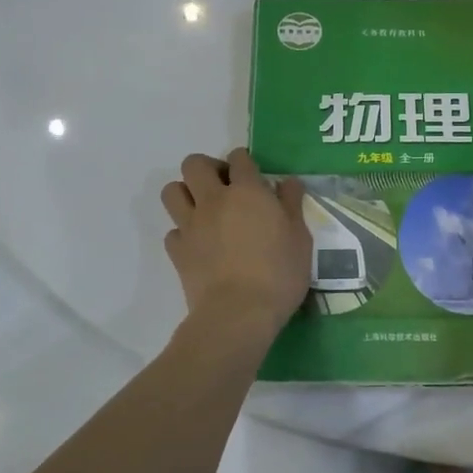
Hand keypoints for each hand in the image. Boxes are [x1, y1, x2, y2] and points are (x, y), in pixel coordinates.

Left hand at [161, 149, 309, 332]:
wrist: (239, 313)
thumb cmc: (279, 274)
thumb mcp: (300, 238)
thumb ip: (292, 205)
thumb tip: (287, 182)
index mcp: (247, 191)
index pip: (239, 158)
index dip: (244, 161)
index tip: (252, 175)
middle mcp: (214, 200)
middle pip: (194, 164)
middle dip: (207, 168)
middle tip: (223, 187)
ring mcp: (191, 225)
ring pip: (172, 191)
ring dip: (185, 193)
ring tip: (203, 209)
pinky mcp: (177, 251)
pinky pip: (172, 231)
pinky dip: (183, 233)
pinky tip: (198, 244)